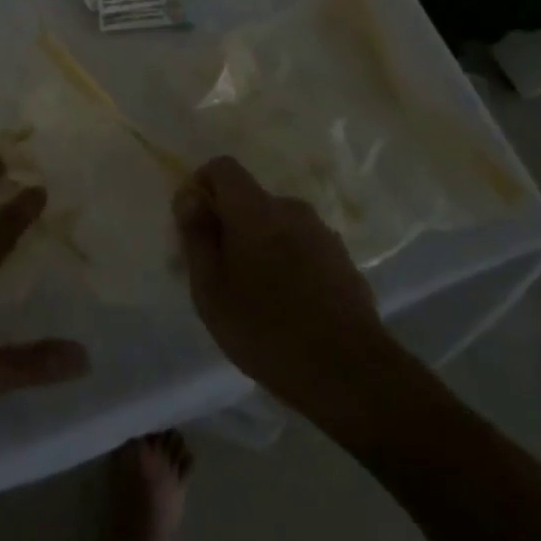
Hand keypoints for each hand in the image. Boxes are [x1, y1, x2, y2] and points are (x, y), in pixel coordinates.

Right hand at [173, 156, 400, 414]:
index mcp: (255, 208)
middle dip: (231, 224)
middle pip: (250, 200)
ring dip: (261, 245)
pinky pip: (302, 247)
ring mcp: (323, 234)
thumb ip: (196, 235)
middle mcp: (291, 208)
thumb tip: (189, 196)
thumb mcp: (210, 289)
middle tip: (221, 272)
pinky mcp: (344, 261)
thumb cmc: (266, 329)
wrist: (351, 374)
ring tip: (256, 295)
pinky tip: (288, 306)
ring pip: (278, 225)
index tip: (196, 224)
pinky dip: (288, 263)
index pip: (223, 167)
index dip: (203, 185)